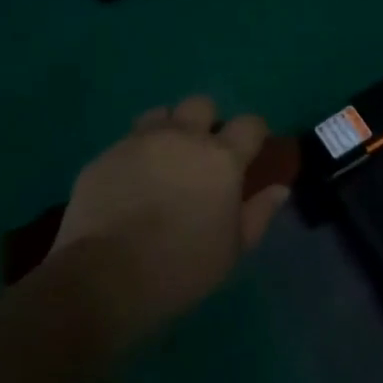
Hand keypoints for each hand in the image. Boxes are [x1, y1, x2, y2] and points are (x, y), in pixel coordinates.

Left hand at [47, 96, 289, 347]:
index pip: (250, 123)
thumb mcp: (233, 249)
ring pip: (160, 115)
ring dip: (168, 131)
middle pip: (201, 104)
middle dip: (207, 122)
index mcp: (221, 157)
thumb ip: (258, 213)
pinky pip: (126, 143)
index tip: (251, 152)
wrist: (104, 278)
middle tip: (203, 155)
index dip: (254, 134)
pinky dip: (136, 156)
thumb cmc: (182, 267)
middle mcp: (181, 137)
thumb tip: (278, 189)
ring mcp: (138, 142)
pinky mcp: (104, 156)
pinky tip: (130, 186)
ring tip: (164, 162)